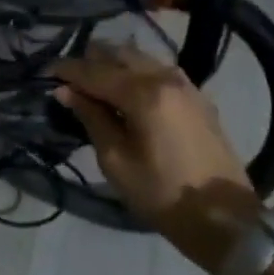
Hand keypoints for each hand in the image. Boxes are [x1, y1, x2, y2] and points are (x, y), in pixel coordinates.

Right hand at [52, 42, 257, 272]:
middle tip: (69, 80)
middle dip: (89, 61)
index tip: (45, 73)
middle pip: (117, 53)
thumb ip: (91, 118)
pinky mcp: (197, 96)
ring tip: (95, 84)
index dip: (66, 70)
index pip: (93, 70)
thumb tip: (65, 91)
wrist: (228, 221)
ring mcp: (186, 84)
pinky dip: (135, 72)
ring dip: (113, 64)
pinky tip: (126, 91)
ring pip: (139, 57)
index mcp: (143, 93)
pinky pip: (158, 69)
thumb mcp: (116, 162)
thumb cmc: (164, 195)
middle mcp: (165, 77)